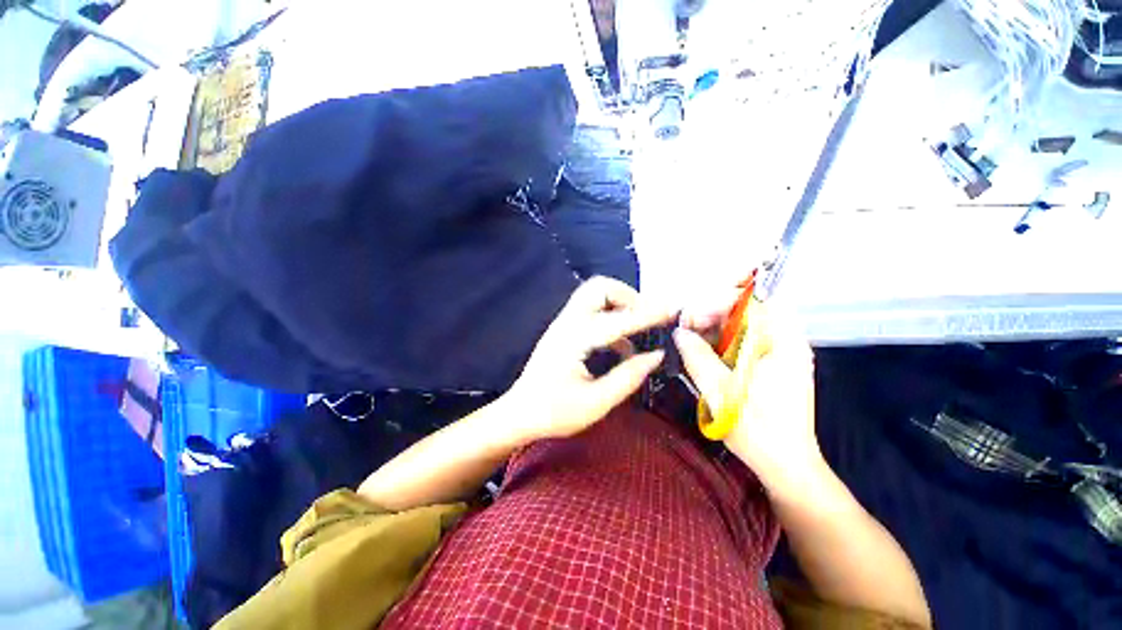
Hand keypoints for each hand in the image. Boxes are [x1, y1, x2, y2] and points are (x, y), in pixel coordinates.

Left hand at [505, 277, 671, 443]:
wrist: (519, 414)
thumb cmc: (554, 413)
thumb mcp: (596, 403)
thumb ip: (629, 377)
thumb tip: (657, 355)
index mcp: (575, 338)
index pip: (618, 318)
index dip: (648, 314)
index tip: (673, 310)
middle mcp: (568, 322)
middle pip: (600, 288)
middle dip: (629, 297)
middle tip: (649, 319)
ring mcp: (563, 323)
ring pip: (594, 295)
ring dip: (620, 305)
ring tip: (640, 330)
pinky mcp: (564, 330)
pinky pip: (591, 311)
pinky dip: (611, 318)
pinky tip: (623, 346)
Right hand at [673, 306, 821, 494]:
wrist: (785, 466)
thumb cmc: (757, 429)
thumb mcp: (720, 390)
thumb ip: (697, 356)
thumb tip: (679, 333)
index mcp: (782, 343)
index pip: (751, 303)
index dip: (716, 305)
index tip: (690, 321)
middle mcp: (784, 343)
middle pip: (744, 316)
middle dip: (710, 320)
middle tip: (684, 334)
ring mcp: (778, 357)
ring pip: (741, 331)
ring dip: (713, 335)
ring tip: (689, 347)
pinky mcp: (770, 369)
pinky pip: (742, 347)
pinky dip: (720, 349)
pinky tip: (703, 359)